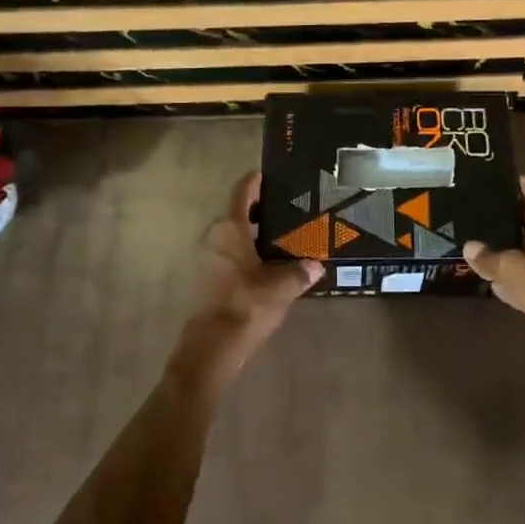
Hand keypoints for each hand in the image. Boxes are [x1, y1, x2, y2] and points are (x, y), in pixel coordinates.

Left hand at [171, 171, 321, 389]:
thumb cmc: (246, 306)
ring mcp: (208, 259)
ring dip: (255, 234)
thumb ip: (300, 272)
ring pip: (234, 236)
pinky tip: (272, 264)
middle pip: (238, 213)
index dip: (257, 180)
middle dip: (262, 210)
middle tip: (291, 209)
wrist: (212, 349)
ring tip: (286, 237)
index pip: (243, 191)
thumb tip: (316, 264)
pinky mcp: (208, 279)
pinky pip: (232, 255)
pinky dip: (249, 253)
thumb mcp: (282, 287)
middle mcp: (214, 237)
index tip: (274, 175)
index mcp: (229, 228)